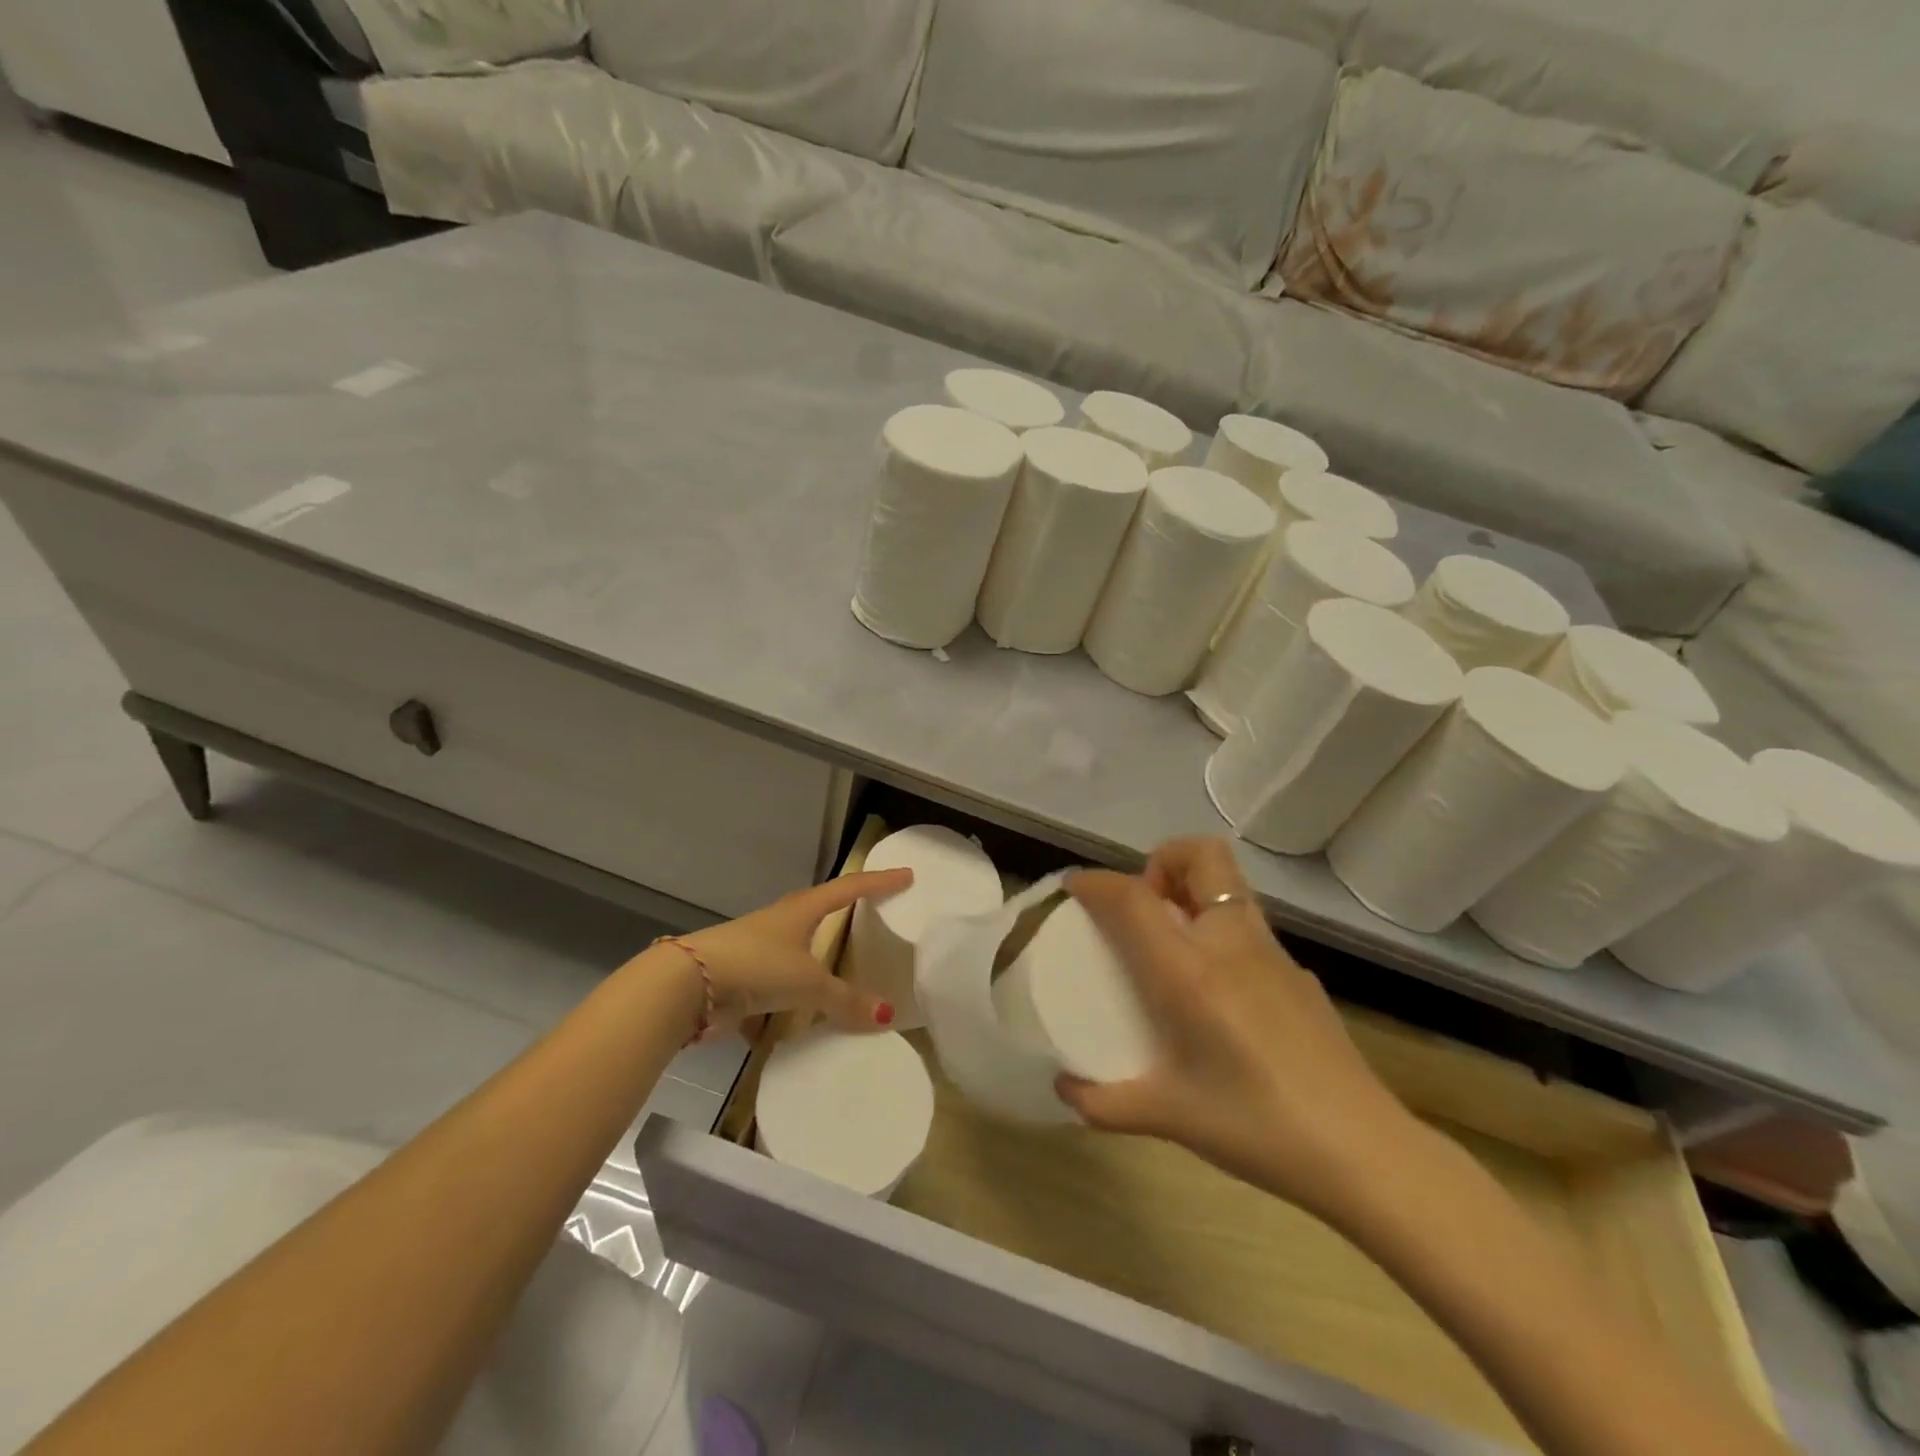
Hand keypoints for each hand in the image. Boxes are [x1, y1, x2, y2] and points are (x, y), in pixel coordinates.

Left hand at [678, 868, 912, 1035]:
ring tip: (843, 976)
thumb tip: (886, 1016)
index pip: (849, 888)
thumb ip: (845, 1000)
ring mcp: (760, 950)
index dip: (879, 882)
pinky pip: (778, 989)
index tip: (906, 875)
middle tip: (876, 916)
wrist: (688, 985)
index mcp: (802, 910)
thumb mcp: (807, 982)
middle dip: (846, 915)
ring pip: (799, 952)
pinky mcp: (744, 978)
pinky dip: (790, 1004)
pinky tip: (799, 1025)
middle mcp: (782, 923)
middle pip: (822, 913)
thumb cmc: (756, 965)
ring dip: (817, 964)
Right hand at [1057, 837, 1417, 1220]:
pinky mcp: (1299, 974)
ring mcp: (1273, 954)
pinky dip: (1220, 930)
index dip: (1097, 882)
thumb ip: (1105, 1104)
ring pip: (1230, 884)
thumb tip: (1064, 1091)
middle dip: (1163, 861)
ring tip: (1173, 943)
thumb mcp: (1169, 1118)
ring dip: (1193, 890)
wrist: (1363, 1153)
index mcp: (1190, 971)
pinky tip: (1219, 992)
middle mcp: (1231, 943)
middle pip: (1201, 855)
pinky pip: (1248, 926)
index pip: (1134, 897)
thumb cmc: (1256, 1125)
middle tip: (1144, 908)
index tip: (1075, 888)